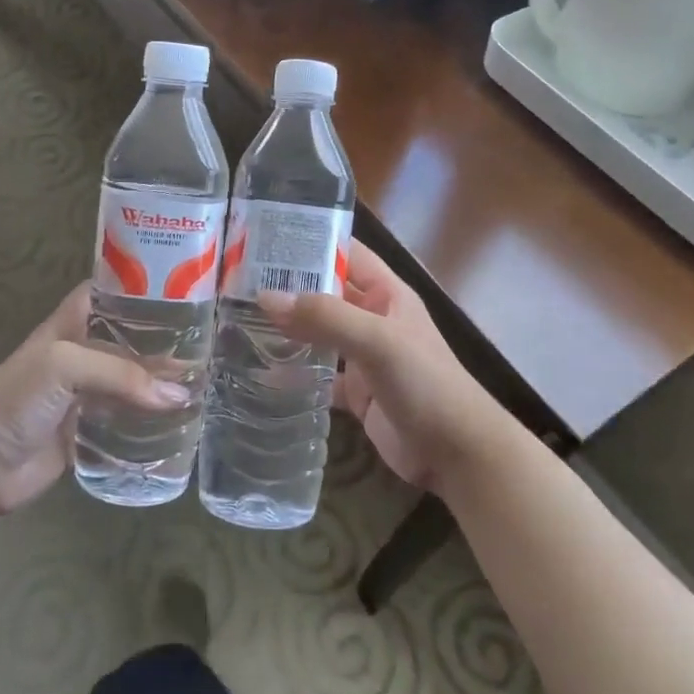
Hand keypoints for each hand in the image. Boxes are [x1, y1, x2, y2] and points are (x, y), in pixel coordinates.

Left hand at [0, 283, 190, 515]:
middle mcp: (83, 352)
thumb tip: (180, 395)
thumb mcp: (66, 365)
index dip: (145, 288)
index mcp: (73, 323)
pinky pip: (127, 420)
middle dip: (165, 341)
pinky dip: (152, 419)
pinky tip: (183, 420)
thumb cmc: (17, 398)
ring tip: (207, 382)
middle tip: (211, 343)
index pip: (113, 293)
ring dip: (162, 383)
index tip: (188, 289)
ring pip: (133, 381)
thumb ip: (123, 375)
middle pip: (131, 340)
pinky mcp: (89, 430)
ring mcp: (86, 393)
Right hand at [260, 242, 509, 493]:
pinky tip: (260, 373)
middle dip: (288, 287)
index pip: (345, 253)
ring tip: (238, 320)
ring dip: (287, 328)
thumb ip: (325, 317)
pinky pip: (317, 375)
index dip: (310, 243)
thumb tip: (266, 297)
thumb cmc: (425, 383)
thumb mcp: (377, 340)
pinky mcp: (356, 392)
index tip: (263, 240)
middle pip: (325, 293)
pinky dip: (293, 374)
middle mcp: (372, 318)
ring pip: (318, 333)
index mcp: (385, 293)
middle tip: (236, 283)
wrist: (458, 454)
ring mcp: (363, 356)